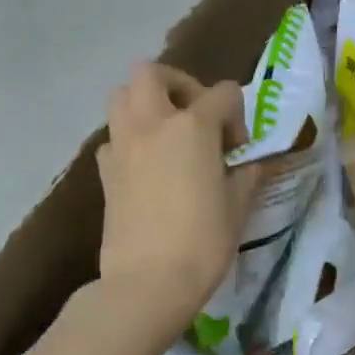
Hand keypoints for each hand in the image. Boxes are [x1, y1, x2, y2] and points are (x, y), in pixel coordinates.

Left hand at [97, 64, 261, 336]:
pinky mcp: (104, 170)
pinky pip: (113, 136)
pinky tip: (146, 167)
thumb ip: (247, 172)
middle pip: (153, 72)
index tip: (237, 150)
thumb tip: (250, 160)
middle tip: (195, 116)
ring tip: (167, 135)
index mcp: (192, 126)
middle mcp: (152, 123)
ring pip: (121, 96)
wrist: (148, 281)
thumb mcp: (238, 205)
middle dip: (178, 84)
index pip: (223, 93)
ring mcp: (122, 144)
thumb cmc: (203, 243)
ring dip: (145, 103)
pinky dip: (129, 139)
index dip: (236, 116)